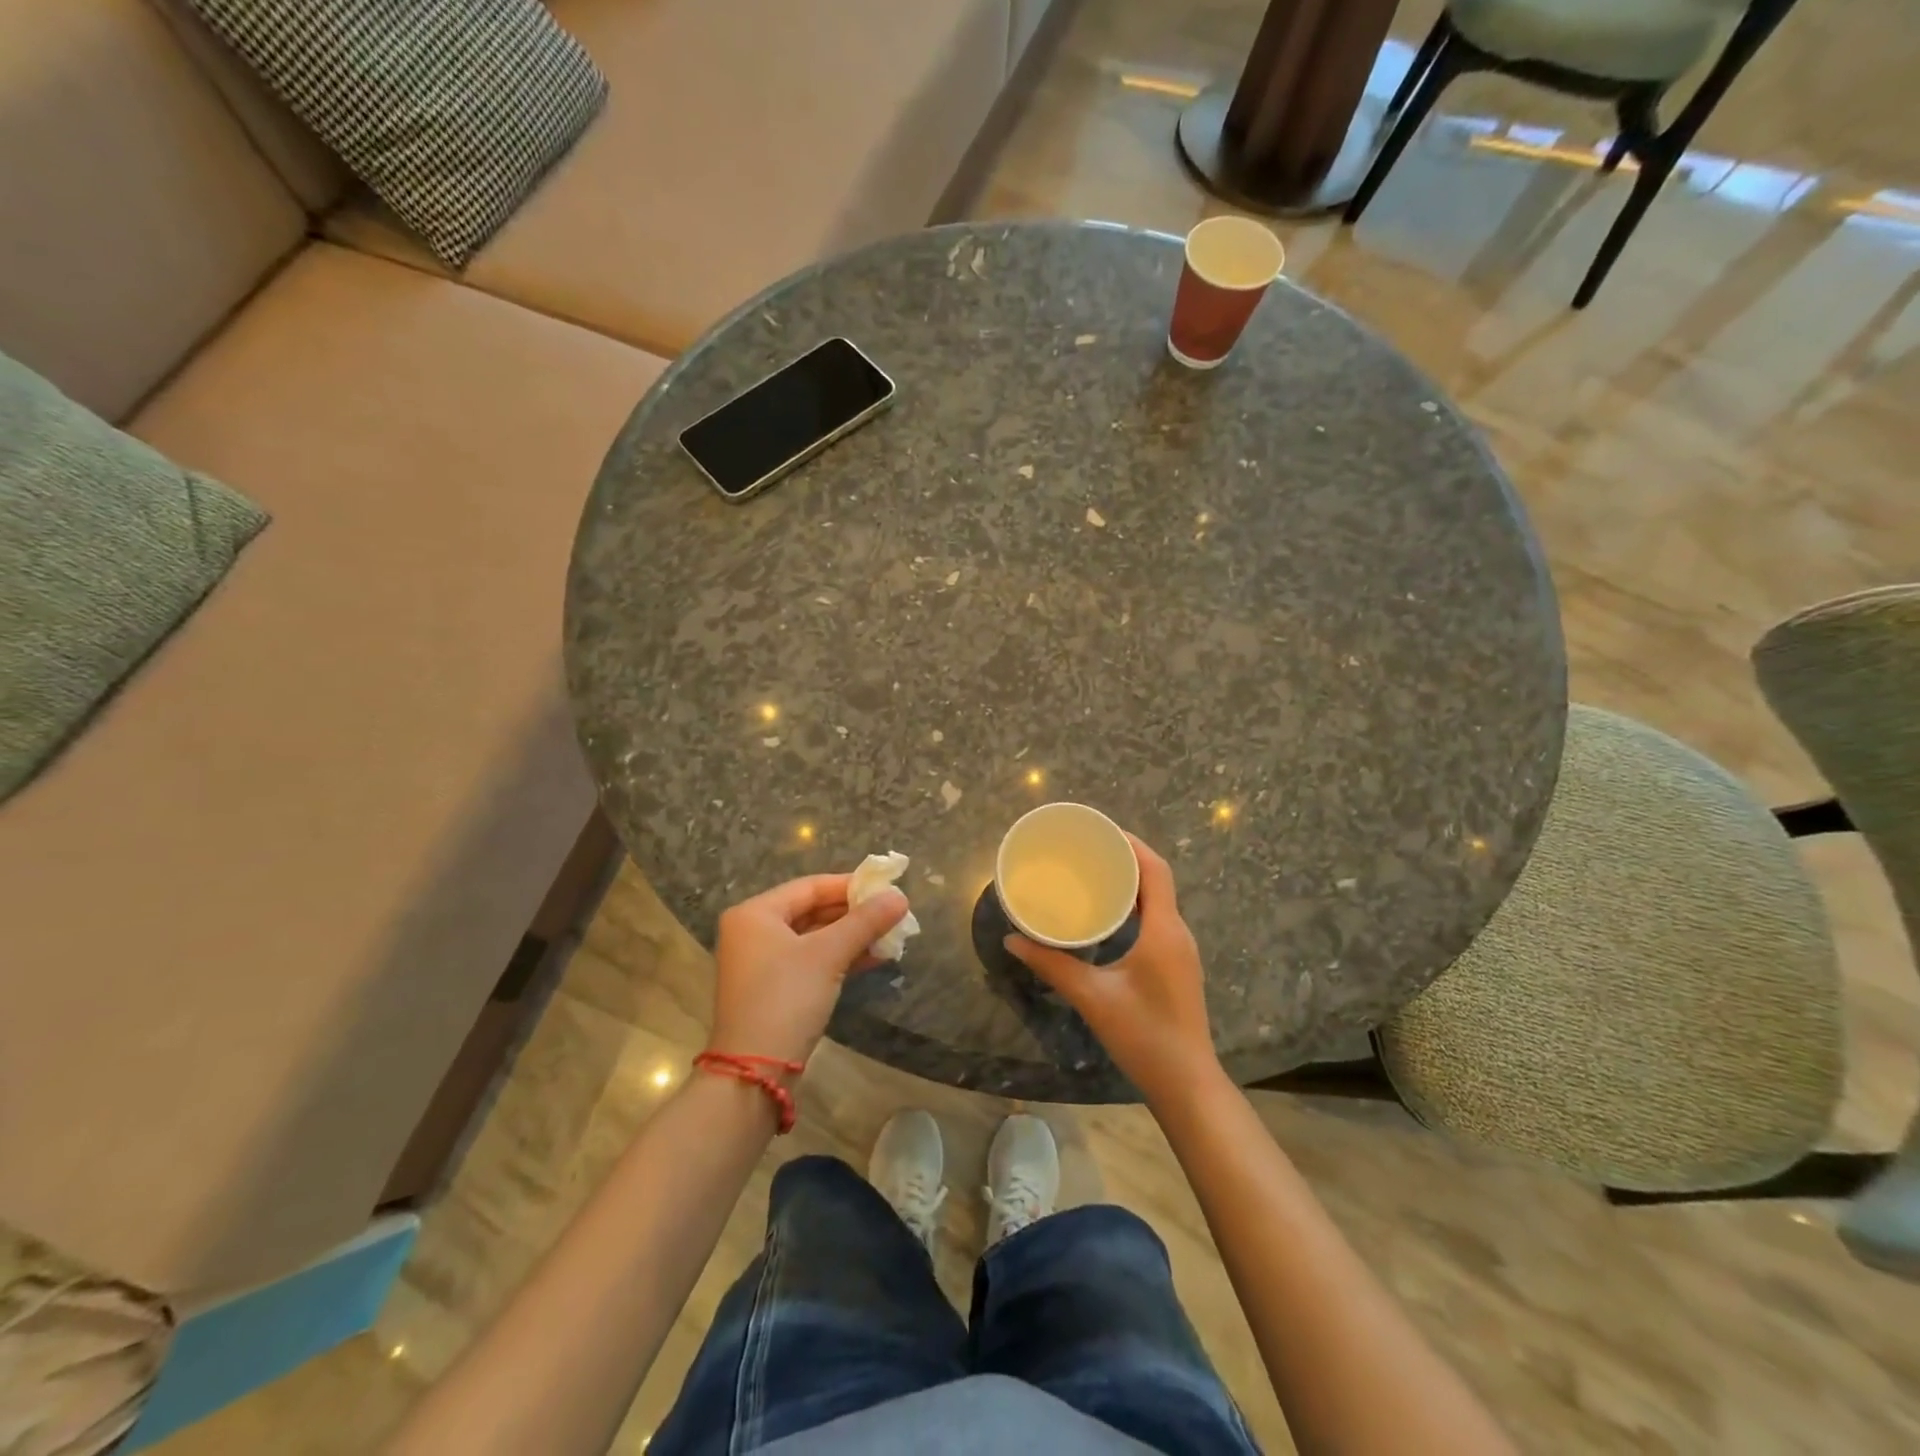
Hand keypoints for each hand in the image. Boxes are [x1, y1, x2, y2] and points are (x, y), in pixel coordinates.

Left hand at [708, 874, 908, 1066]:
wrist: (755, 1072)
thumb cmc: (786, 998)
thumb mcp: (828, 955)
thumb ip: (865, 922)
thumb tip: (900, 897)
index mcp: (755, 913)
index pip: (810, 886)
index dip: (850, 885)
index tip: (886, 887)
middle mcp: (753, 932)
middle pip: (812, 910)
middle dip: (854, 913)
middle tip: (892, 912)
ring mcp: (761, 963)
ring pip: (814, 938)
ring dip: (851, 936)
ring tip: (890, 934)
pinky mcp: (773, 989)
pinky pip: (811, 961)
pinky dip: (840, 957)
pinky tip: (875, 958)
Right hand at [1006, 833, 1220, 1104]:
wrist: (1186, 1084)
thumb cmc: (1143, 1035)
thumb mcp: (1092, 997)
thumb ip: (1052, 965)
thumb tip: (1012, 941)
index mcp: (1163, 930)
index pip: (1154, 869)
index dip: (1130, 843)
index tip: (1099, 831)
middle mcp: (1177, 932)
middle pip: (1156, 878)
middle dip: (1125, 857)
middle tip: (1087, 849)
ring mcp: (1179, 949)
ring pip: (1158, 899)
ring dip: (1130, 881)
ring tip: (1092, 873)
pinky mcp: (1175, 964)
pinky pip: (1156, 918)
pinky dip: (1134, 904)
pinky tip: (1107, 914)